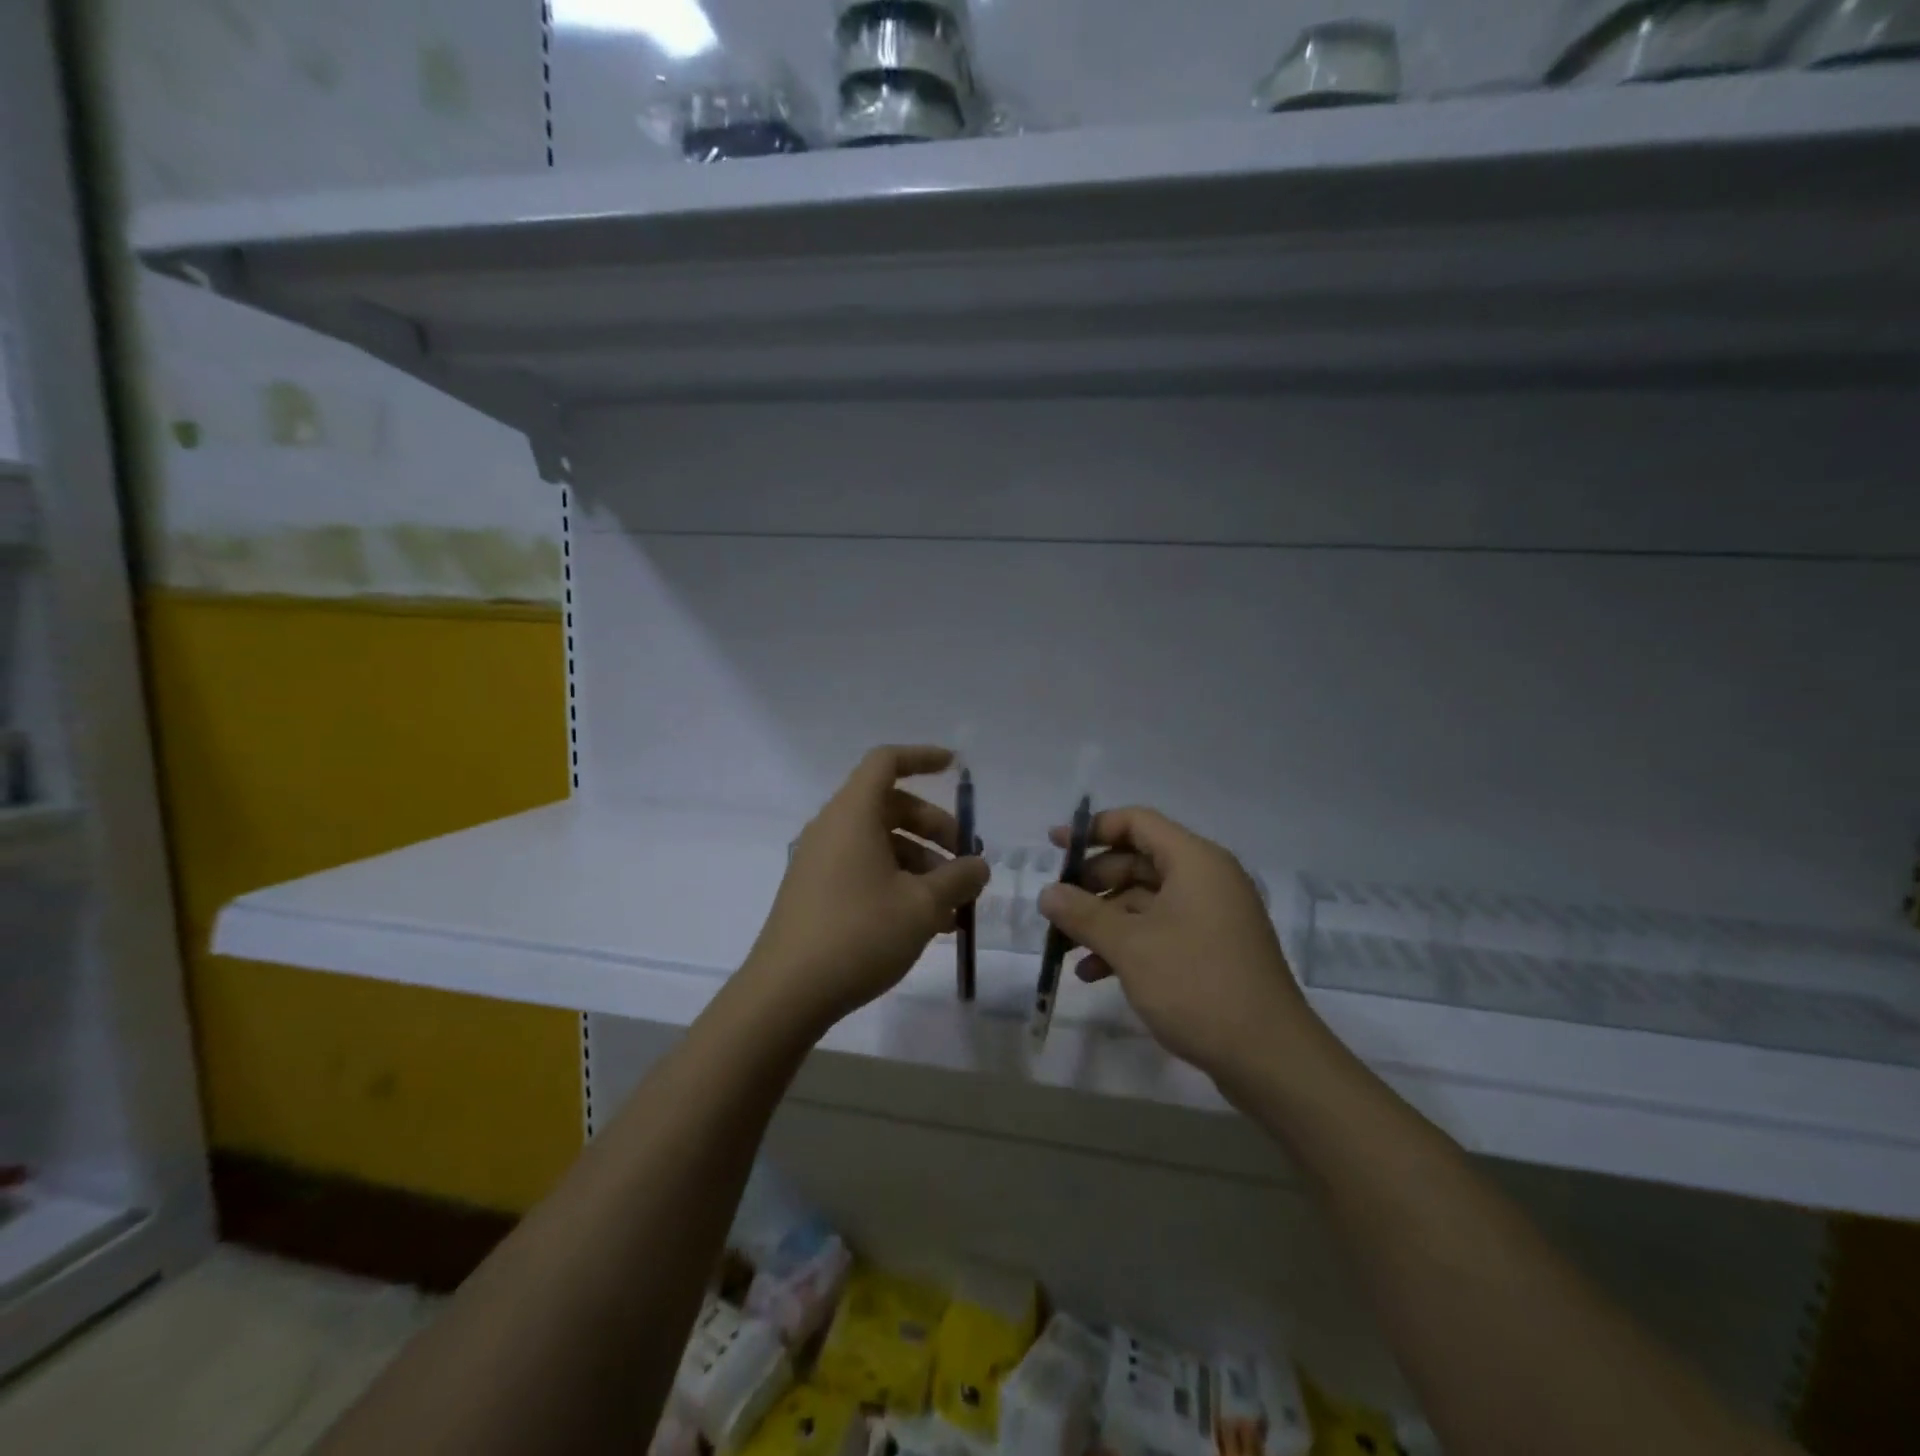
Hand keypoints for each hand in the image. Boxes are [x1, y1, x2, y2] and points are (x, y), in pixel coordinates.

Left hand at [743, 745, 988, 1032]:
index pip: (886, 762)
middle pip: (890, 807)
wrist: (786, 994)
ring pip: (880, 844)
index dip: (922, 758)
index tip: (956, 767)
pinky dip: (898, 883)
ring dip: (921, 864)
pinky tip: (926, 924)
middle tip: (965, 861)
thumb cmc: (859, 934)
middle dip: (934, 828)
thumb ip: (959, 878)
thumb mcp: (923, 906)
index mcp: (852, 814)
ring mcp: (819, 862)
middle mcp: (832, 828)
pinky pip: (864, 870)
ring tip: (952, 908)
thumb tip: (978, 866)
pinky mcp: (815, 892)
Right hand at [1036, 807, 1319, 1086]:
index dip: (1092, 829)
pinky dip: (1126, 944)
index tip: (1054, 848)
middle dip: (1092, 883)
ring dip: (1103, 919)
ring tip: (1064, 946)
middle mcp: (1206, 879)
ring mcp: (1211, 916)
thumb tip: (1046, 893)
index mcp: (1195, 861)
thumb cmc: (1197, 986)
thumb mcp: (1130, 947)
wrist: (1270, 1058)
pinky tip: (1093, 973)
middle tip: (1056, 906)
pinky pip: (1159, 930)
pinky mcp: (1211, 950)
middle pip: (1137, 861)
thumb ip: (1083, 914)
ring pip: (1144, 900)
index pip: (1137, 822)